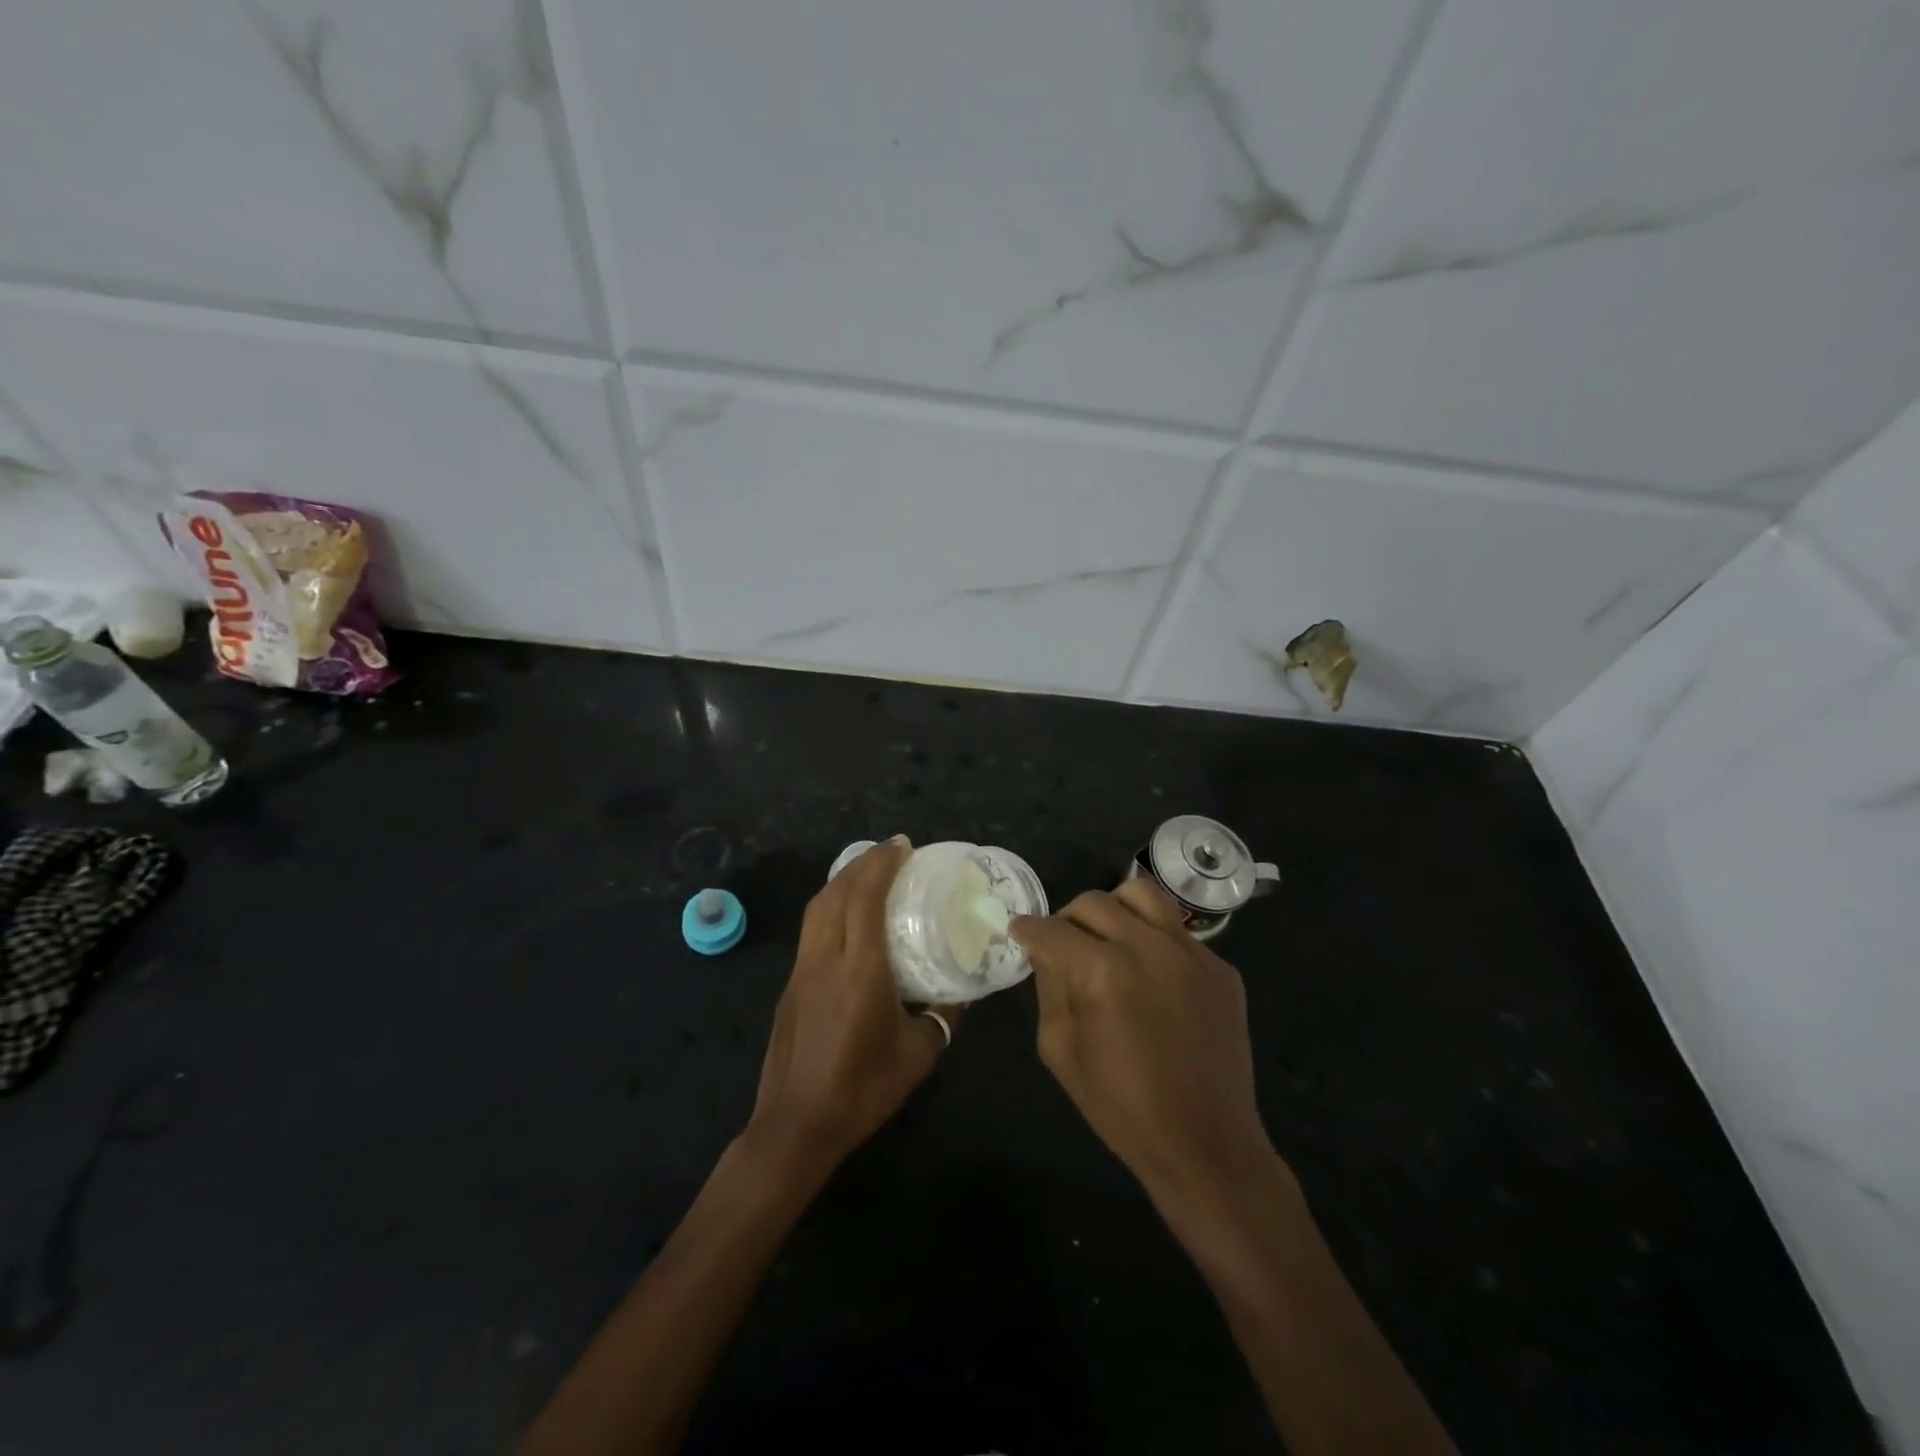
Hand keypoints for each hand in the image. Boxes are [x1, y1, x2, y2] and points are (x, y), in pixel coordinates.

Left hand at [748, 837, 957, 1172]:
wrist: (796, 1125)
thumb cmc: (862, 1089)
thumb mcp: (919, 1054)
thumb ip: (943, 1016)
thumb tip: (962, 991)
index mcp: (860, 970)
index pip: (865, 898)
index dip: (882, 864)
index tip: (903, 846)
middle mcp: (825, 959)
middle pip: (837, 892)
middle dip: (863, 863)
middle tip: (891, 852)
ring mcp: (802, 970)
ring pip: (817, 907)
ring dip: (842, 880)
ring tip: (869, 873)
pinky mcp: (790, 985)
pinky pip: (811, 929)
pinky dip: (830, 905)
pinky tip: (847, 916)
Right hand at [1012, 879, 1278, 1211]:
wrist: (1205, 1144)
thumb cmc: (1121, 1107)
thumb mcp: (1060, 1050)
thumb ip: (1049, 987)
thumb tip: (1047, 951)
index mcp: (1101, 971)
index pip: (1050, 929)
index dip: (1027, 929)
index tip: (1019, 933)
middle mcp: (1147, 947)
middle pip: (1092, 902)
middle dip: (1066, 920)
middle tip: (1062, 945)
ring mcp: (1191, 952)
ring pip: (1140, 894)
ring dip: (1113, 909)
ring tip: (1107, 937)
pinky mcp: (1220, 967)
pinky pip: (1176, 931)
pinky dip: (1152, 939)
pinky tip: (1150, 975)